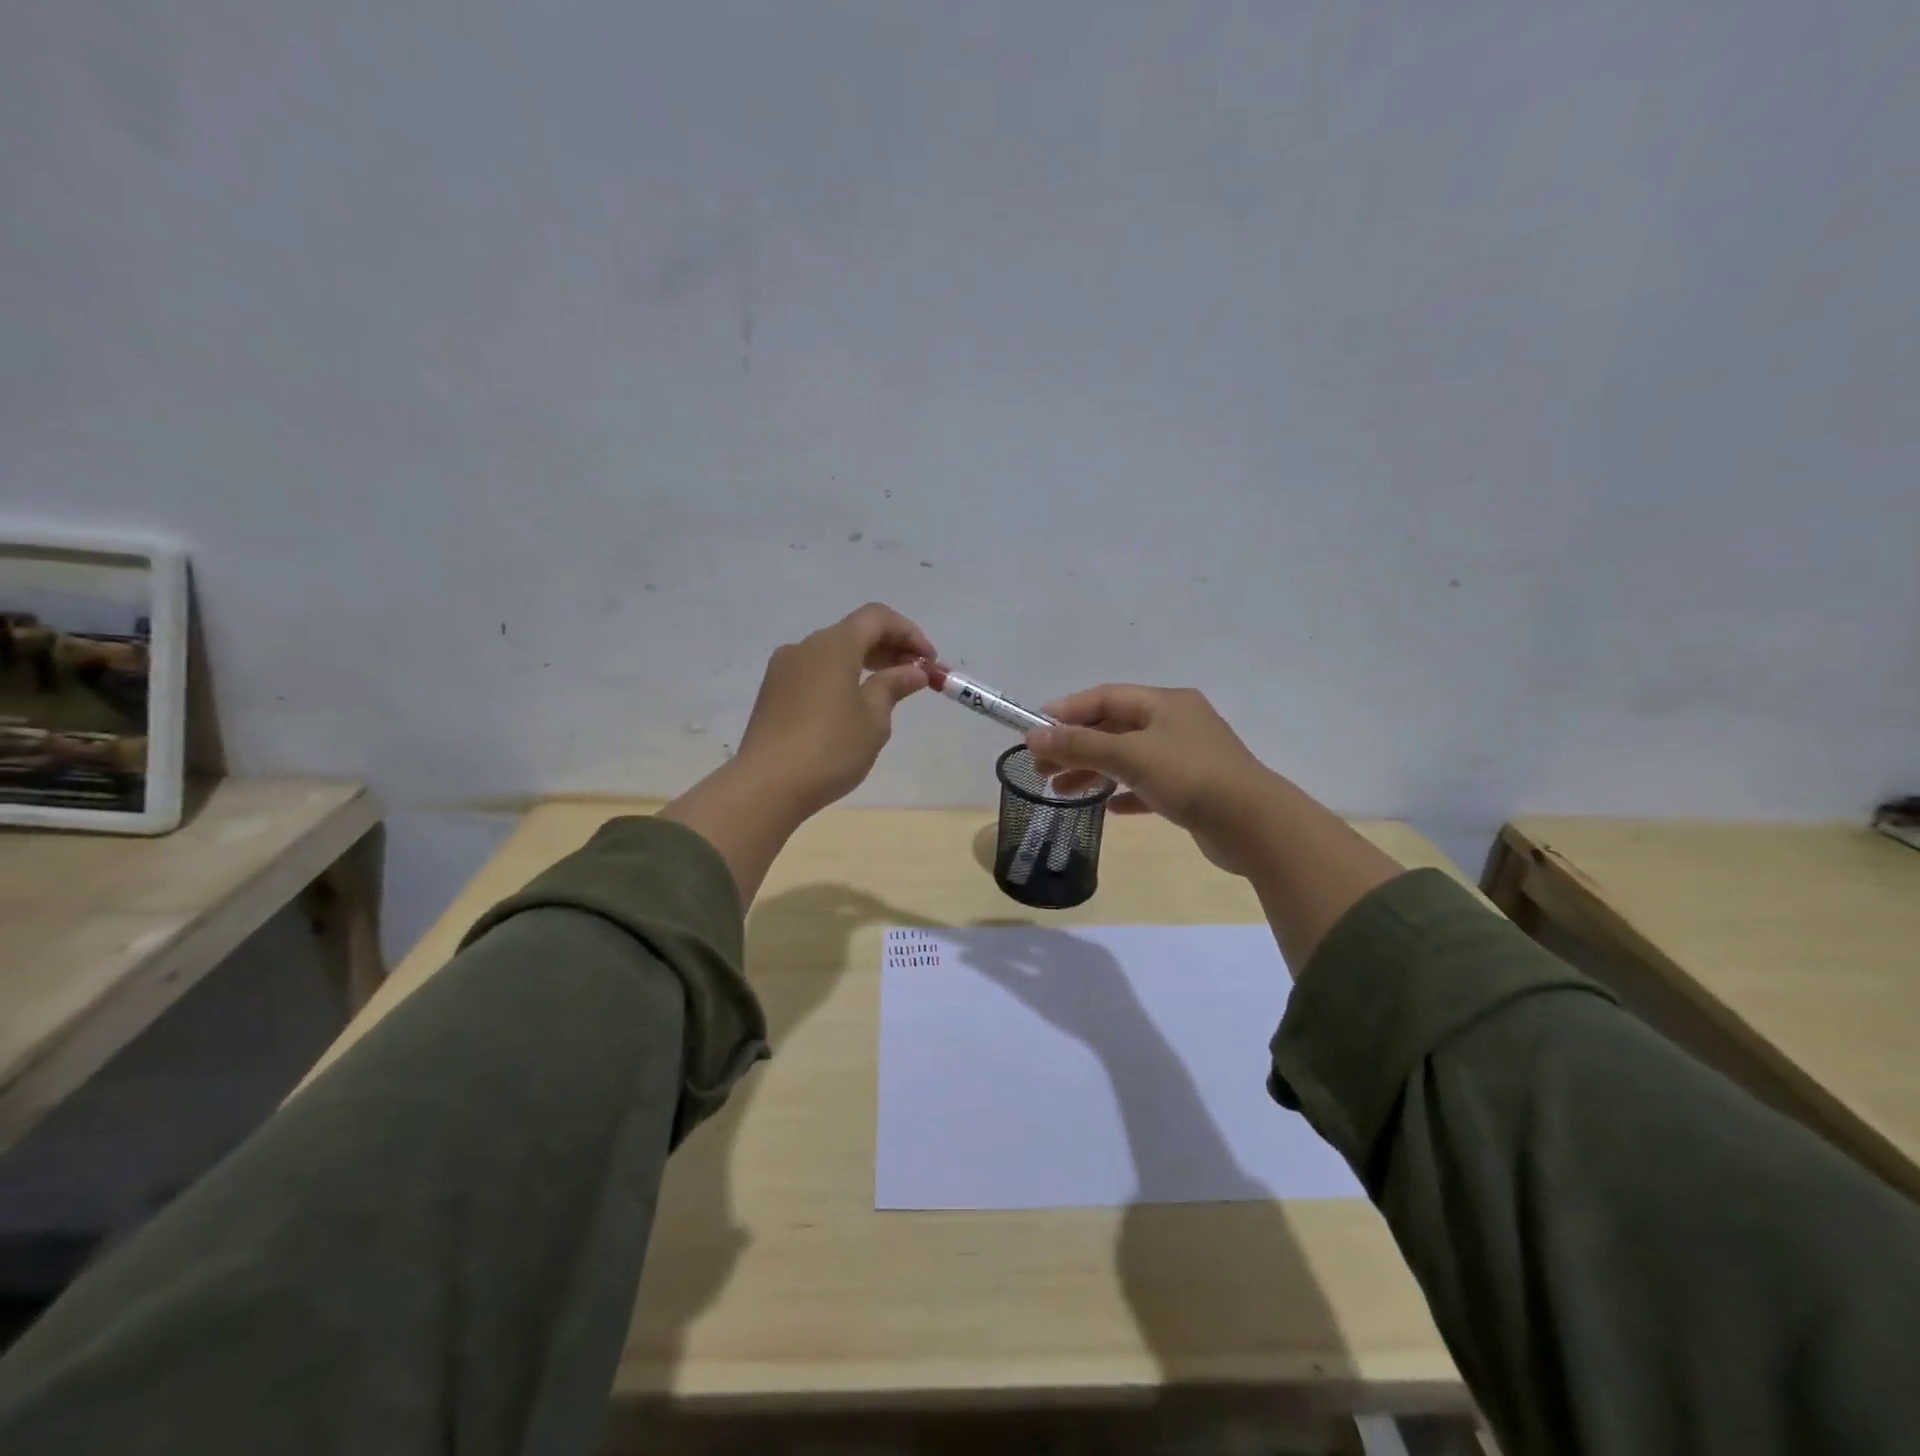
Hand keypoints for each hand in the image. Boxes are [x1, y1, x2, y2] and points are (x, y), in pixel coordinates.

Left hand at [734, 602, 935, 816]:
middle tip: (914, 676)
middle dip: (889, 647)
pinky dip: (841, 676)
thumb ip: (893, 687)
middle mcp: (805, 647)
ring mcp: (783, 669)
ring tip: (887, 692)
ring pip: (832, 652)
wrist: (766, 785)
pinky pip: (815, 671)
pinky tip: (852, 706)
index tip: (929, 662)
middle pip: (854, 632)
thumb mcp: (873, 719)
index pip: (877, 617)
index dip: (909, 633)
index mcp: (833, 645)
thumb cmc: (830, 748)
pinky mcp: (772, 692)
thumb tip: (913, 671)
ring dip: (864, 662)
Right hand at [1026, 685, 1280, 874]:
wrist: (1254, 825)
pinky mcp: (1193, 789)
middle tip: (1042, 768)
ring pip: (1129, 757)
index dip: (1067, 711)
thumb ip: (1080, 745)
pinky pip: (1148, 785)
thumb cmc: (1190, 777)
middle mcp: (1176, 723)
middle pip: (1114, 728)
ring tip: (1062, 791)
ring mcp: (1186, 757)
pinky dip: (1124, 792)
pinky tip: (1108, 808)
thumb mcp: (1130, 756)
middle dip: (1076, 746)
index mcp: (1165, 703)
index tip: (1035, 731)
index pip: (1105, 697)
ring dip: (1094, 771)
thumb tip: (1033, 737)